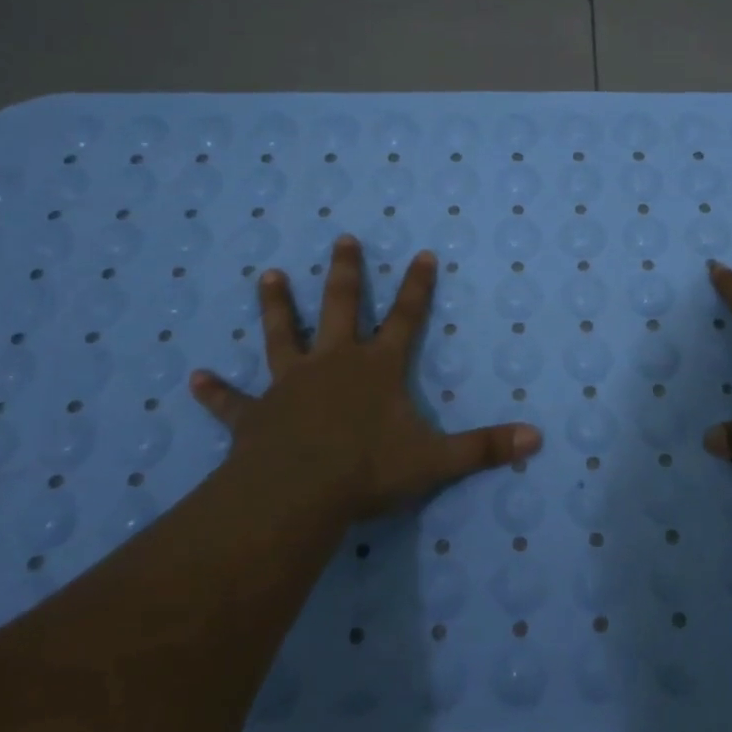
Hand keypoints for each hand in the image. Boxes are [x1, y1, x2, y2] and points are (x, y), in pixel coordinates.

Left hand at [189, 235, 542, 524]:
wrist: (297, 493)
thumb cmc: (368, 470)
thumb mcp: (436, 461)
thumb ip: (485, 448)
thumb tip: (537, 439)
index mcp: (377, 368)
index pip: (407, 317)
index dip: (418, 286)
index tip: (423, 253)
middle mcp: (334, 363)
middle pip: (342, 307)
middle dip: (347, 272)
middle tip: (343, 238)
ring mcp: (291, 384)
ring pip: (283, 334)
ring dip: (276, 306)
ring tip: (268, 275)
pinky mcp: (256, 415)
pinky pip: (233, 401)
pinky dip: (215, 391)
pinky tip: (194, 378)